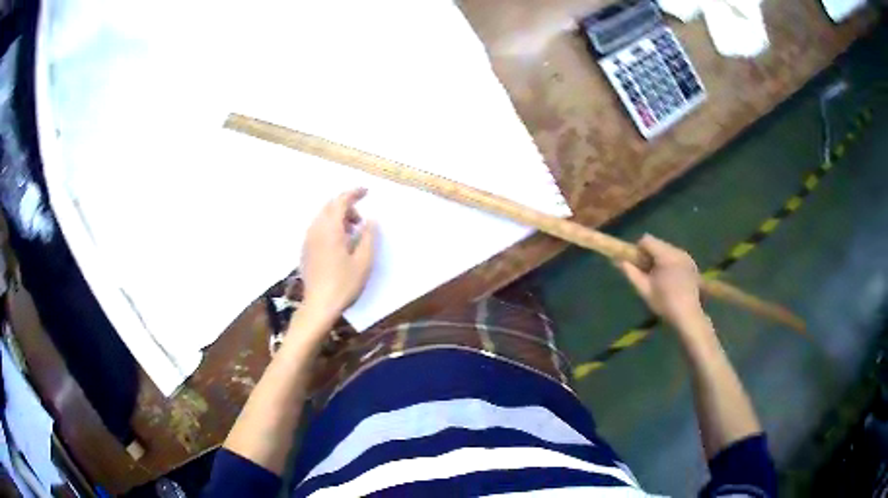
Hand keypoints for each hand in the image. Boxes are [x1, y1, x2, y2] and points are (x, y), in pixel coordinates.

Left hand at [300, 188, 376, 321]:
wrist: (319, 305)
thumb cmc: (344, 283)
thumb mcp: (364, 261)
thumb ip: (369, 236)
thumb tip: (371, 220)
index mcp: (330, 228)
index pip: (341, 201)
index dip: (354, 193)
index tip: (367, 192)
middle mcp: (316, 229)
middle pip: (329, 206)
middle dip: (346, 206)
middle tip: (361, 221)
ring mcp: (308, 239)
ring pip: (322, 217)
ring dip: (338, 218)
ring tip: (352, 234)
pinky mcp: (305, 250)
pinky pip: (317, 228)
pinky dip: (329, 227)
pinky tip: (339, 244)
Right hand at [619, 234, 706, 330]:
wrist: (688, 316)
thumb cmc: (664, 303)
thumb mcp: (644, 289)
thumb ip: (631, 273)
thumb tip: (618, 261)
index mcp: (666, 255)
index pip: (647, 240)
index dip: (638, 250)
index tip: (637, 264)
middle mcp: (678, 251)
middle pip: (658, 244)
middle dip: (650, 255)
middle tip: (647, 273)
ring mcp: (687, 257)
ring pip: (667, 249)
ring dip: (660, 259)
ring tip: (660, 278)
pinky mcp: (692, 264)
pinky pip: (676, 256)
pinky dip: (670, 263)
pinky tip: (671, 279)